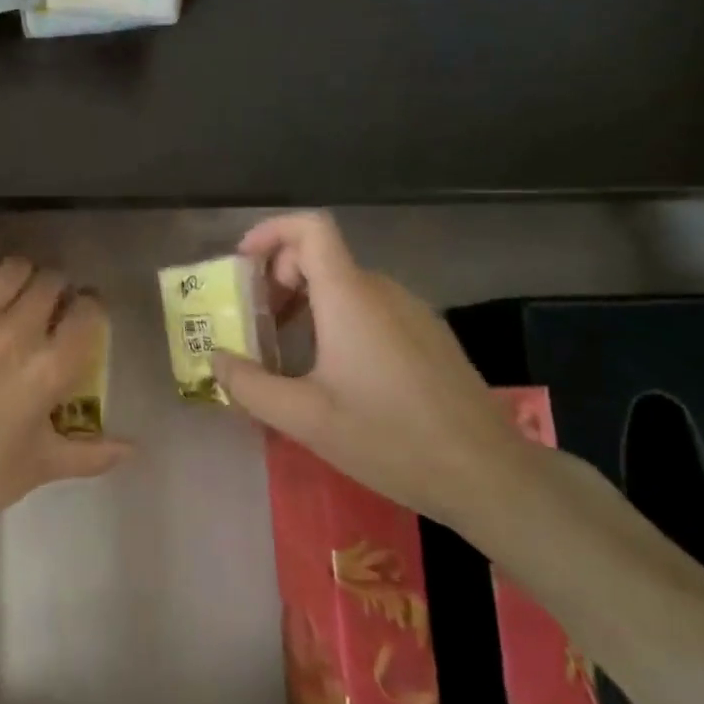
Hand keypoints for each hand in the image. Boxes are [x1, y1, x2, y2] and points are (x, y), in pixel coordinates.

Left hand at [0, 239, 131, 535]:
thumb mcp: (42, 466)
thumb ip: (91, 453)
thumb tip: (132, 449)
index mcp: (53, 368)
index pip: (89, 311)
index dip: (90, 308)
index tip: (81, 315)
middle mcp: (22, 332)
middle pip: (52, 281)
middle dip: (56, 290)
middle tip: (45, 306)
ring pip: (15, 267)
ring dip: (22, 274)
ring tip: (14, 289)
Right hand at [211, 211, 528, 529]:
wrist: (488, 475)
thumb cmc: (390, 438)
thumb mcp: (305, 419)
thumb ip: (250, 385)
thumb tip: (215, 359)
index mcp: (350, 297)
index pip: (310, 228)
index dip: (271, 231)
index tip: (242, 264)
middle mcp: (382, 291)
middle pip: (321, 257)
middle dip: (277, 279)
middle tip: (253, 322)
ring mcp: (411, 311)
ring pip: (345, 285)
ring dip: (305, 302)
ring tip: (284, 351)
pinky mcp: (428, 335)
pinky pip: (370, 307)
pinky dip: (336, 319)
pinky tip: (331, 370)